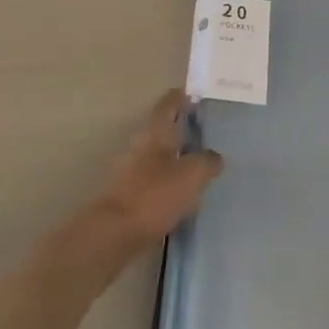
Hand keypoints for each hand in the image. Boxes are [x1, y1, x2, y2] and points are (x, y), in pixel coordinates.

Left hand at [88, 90, 223, 259]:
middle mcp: (141, 146)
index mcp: (155, 133)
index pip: (168, 105)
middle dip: (182, 127)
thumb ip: (208, 161)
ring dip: (177, 154)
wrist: (113, 234)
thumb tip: (214, 156)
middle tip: (206, 129)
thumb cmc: (154, 195)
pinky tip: (185, 190)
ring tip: (201, 161)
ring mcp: (132, 171)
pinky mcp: (130, 195)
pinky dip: (170, 178)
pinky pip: (156, 178)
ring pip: (159, 154)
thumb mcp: (192, 174)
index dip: (181, 97)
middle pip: (163, 129)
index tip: (196, 93)